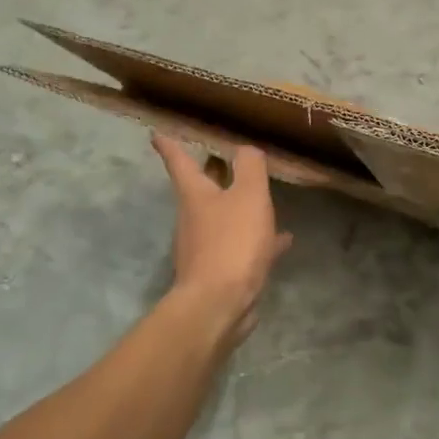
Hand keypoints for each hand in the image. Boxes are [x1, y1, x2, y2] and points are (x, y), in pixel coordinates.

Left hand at [152, 135, 292, 347]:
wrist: (218, 305)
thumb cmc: (231, 243)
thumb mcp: (249, 196)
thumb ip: (250, 167)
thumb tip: (245, 149)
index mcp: (195, 194)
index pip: (179, 161)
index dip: (169, 144)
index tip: (156, 133)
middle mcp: (193, 218)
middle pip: (200, 189)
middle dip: (210, 172)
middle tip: (220, 157)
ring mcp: (204, 247)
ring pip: (223, 217)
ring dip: (238, 206)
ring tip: (263, 198)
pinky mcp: (218, 271)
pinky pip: (239, 245)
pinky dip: (256, 238)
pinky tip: (281, 241)